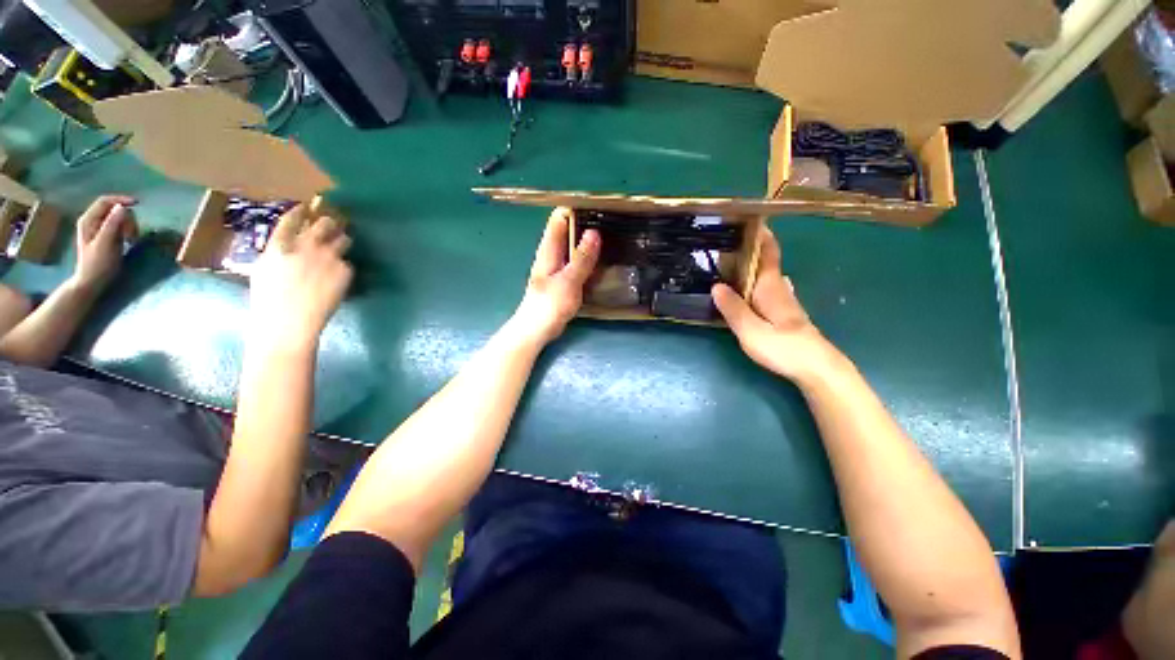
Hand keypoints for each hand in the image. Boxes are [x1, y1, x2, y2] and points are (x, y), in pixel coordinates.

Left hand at [71, 195, 138, 292]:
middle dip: (127, 219)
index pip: (105, 201)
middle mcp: (93, 221)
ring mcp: (99, 229)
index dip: (121, 199)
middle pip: (114, 209)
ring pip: (119, 218)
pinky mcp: (107, 236)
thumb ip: (113, 224)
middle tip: (132, 234)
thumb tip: (123, 207)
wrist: (92, 282)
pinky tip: (129, 241)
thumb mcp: (106, 243)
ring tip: (130, 240)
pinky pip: (120, 226)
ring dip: (129, 226)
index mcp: (89, 220)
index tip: (138, 203)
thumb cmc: (98, 264)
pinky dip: (128, 231)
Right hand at [248, 204, 352, 351]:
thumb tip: (288, 244)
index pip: (293, 218)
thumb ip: (278, 252)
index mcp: (280, 244)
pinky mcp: (345, 271)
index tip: (306, 207)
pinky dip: (343, 269)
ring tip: (339, 247)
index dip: (301, 211)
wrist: (289, 321)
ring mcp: (328, 257)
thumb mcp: (264, 269)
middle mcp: (307, 245)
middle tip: (331, 226)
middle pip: (325, 223)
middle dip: (329, 223)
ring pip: (344, 239)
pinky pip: (347, 264)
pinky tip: (335, 280)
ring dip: (342, 241)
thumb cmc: (269, 300)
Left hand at [511, 208, 599, 345]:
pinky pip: (577, 263)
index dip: (575, 209)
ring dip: (588, 243)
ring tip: (611, 238)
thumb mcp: (569, 280)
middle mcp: (552, 254)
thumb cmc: (550, 304)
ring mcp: (557, 267)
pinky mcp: (563, 279)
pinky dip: (588, 259)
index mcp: (549, 249)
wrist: (538, 329)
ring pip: (573, 247)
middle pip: (568, 231)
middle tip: (611, 222)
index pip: (559, 219)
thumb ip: (582, 258)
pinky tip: (602, 261)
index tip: (597, 207)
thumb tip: (594, 233)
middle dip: (586, 225)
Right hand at [713, 227, 843, 383]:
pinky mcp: (785, 313)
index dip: (761, 236)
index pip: (768, 254)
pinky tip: (751, 286)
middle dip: (751, 248)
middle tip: (727, 242)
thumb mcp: (751, 330)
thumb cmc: (783, 348)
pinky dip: (757, 280)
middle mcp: (779, 289)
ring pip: (767, 275)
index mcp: (770, 288)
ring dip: (754, 265)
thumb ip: (733, 309)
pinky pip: (767, 287)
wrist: (817, 368)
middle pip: (767, 262)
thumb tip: (716, 286)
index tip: (749, 220)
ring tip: (733, 260)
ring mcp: (784, 301)